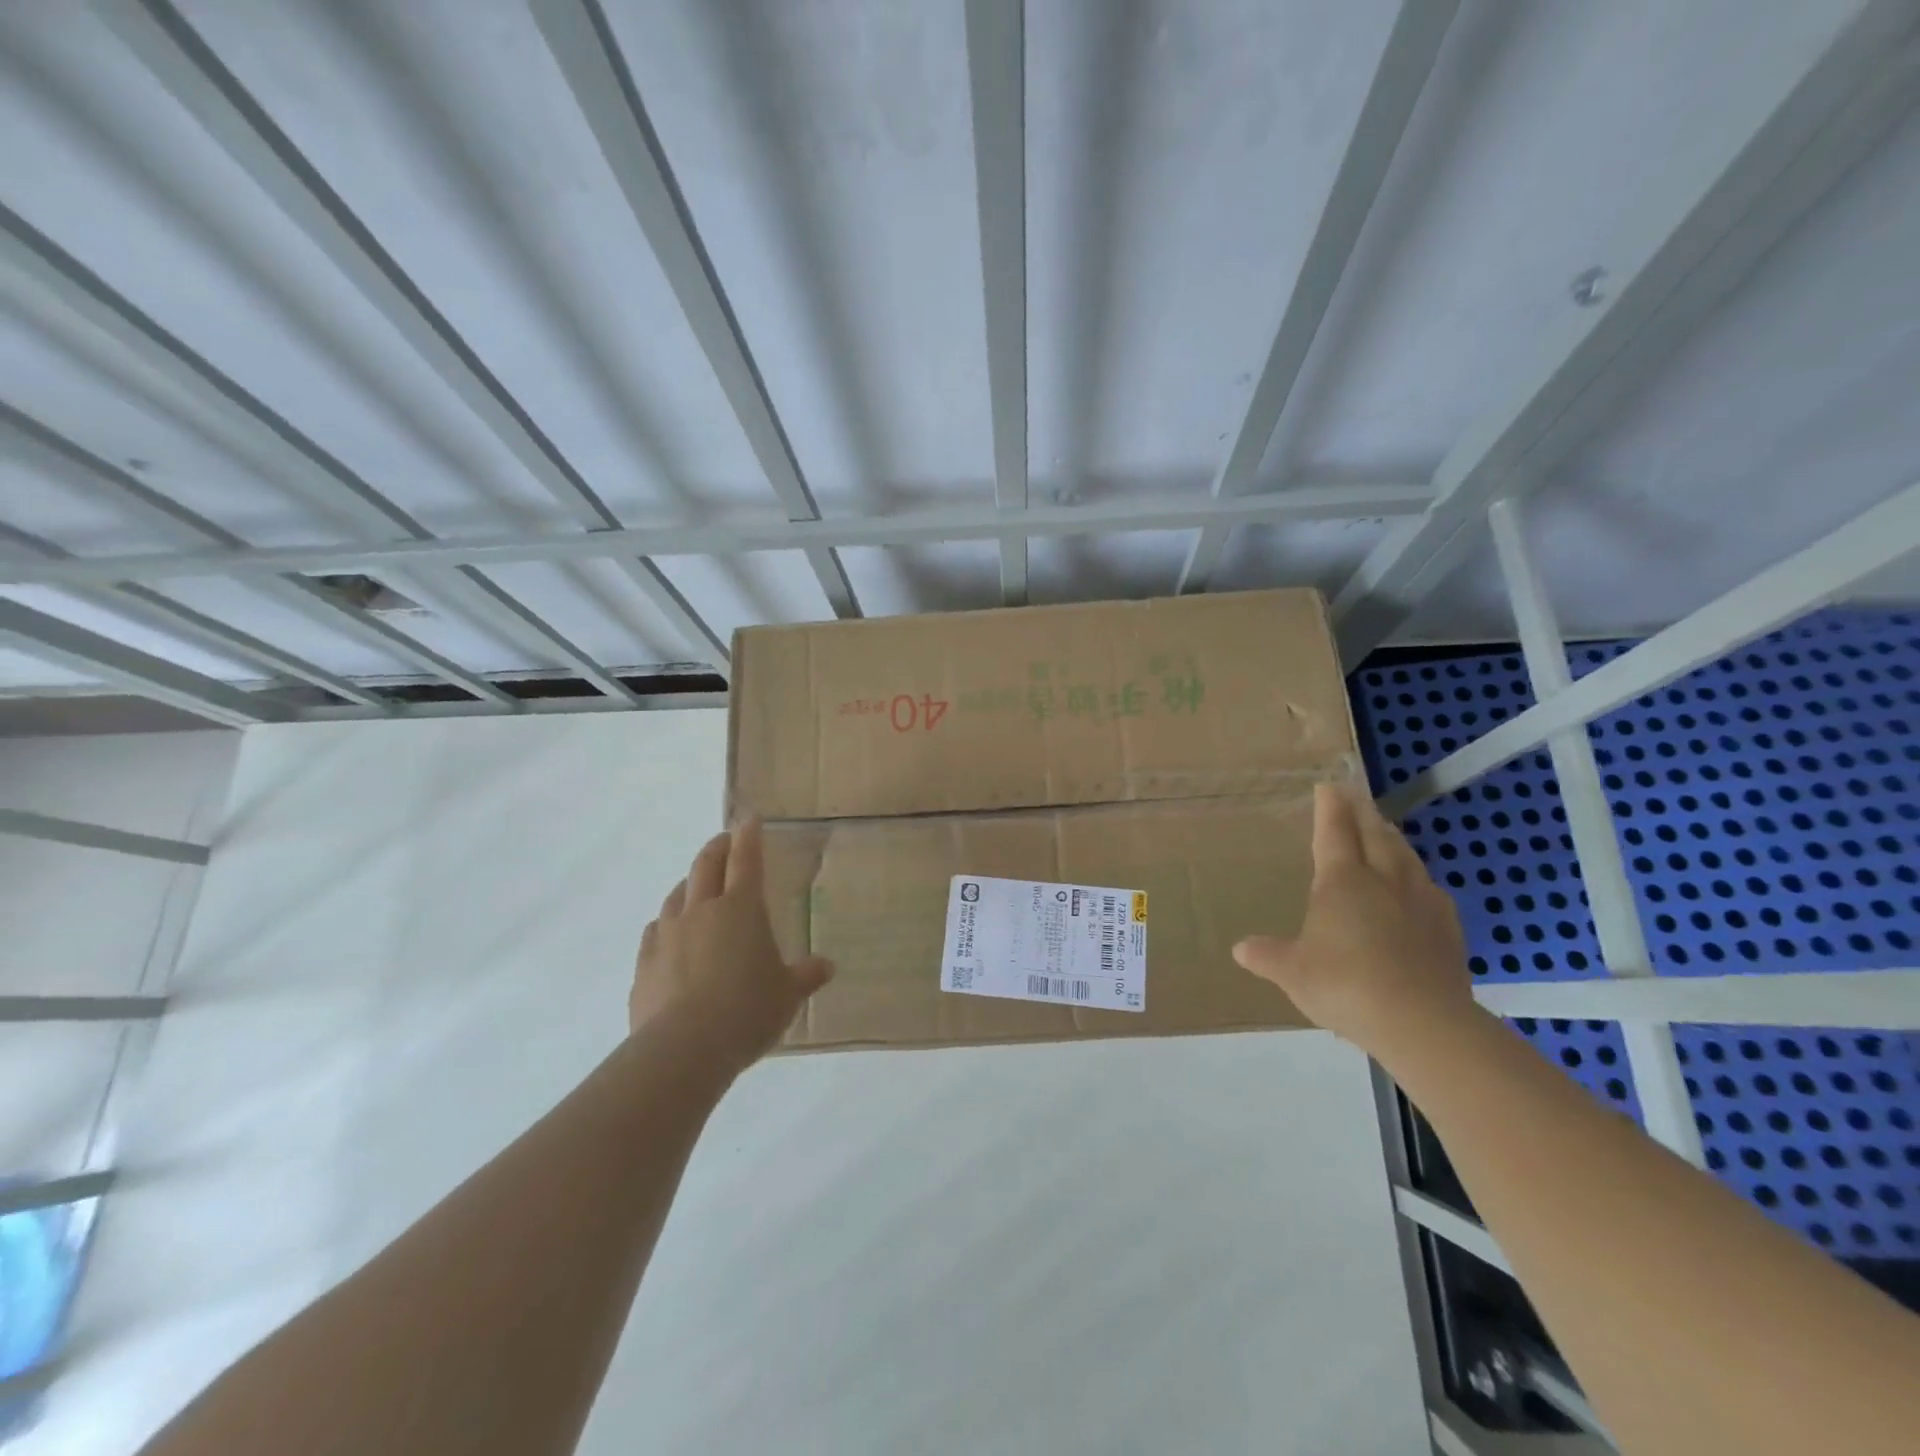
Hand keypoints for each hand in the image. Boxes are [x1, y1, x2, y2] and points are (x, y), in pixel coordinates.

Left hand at [631, 818, 832, 1074]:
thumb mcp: (787, 995)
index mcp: (741, 909)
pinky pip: (656, 931)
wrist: (684, 1048)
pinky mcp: (644, 963)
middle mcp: (701, 911)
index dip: (749, 837)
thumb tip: (826, 966)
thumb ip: (805, 976)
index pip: (746, 860)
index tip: (750, 820)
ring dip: (689, 884)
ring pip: (676, 895)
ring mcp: (668, 935)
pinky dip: (666, 923)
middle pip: (706, 866)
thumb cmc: (747, 1011)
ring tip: (696, 886)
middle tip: (724, 840)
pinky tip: (669, 933)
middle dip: (717, 848)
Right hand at [1233, 783, 1472, 1056]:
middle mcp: (1383, 879)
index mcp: (1341, 881)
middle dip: (1362, 811)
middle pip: (1374, 833)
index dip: (1329, 807)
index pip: (1333, 831)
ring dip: (1392, 837)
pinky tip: (1419, 884)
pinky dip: (1417, 875)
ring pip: (1405, 855)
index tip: (1328, 786)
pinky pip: (1430, 888)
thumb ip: (1267, 956)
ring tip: (1385, 829)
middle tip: (1356, 795)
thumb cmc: (1344, 986)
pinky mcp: (1448, 927)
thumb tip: (1240, 949)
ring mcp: (1420, 901)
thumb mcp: (1292, 972)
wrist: (1423, 1022)